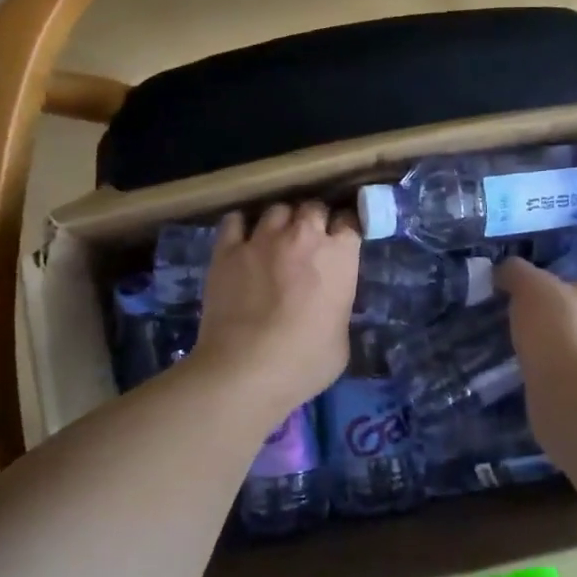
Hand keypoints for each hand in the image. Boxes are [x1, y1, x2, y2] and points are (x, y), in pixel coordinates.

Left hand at [194, 203, 360, 410]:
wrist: (246, 369)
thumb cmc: (305, 361)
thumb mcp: (341, 339)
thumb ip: (337, 307)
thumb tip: (329, 305)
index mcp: (339, 256)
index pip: (349, 221)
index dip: (344, 230)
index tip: (341, 241)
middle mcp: (303, 236)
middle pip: (313, 207)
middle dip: (313, 219)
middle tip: (309, 240)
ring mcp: (262, 239)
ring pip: (276, 209)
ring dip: (281, 221)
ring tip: (275, 238)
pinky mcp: (227, 250)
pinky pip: (235, 220)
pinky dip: (242, 225)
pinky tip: (243, 238)